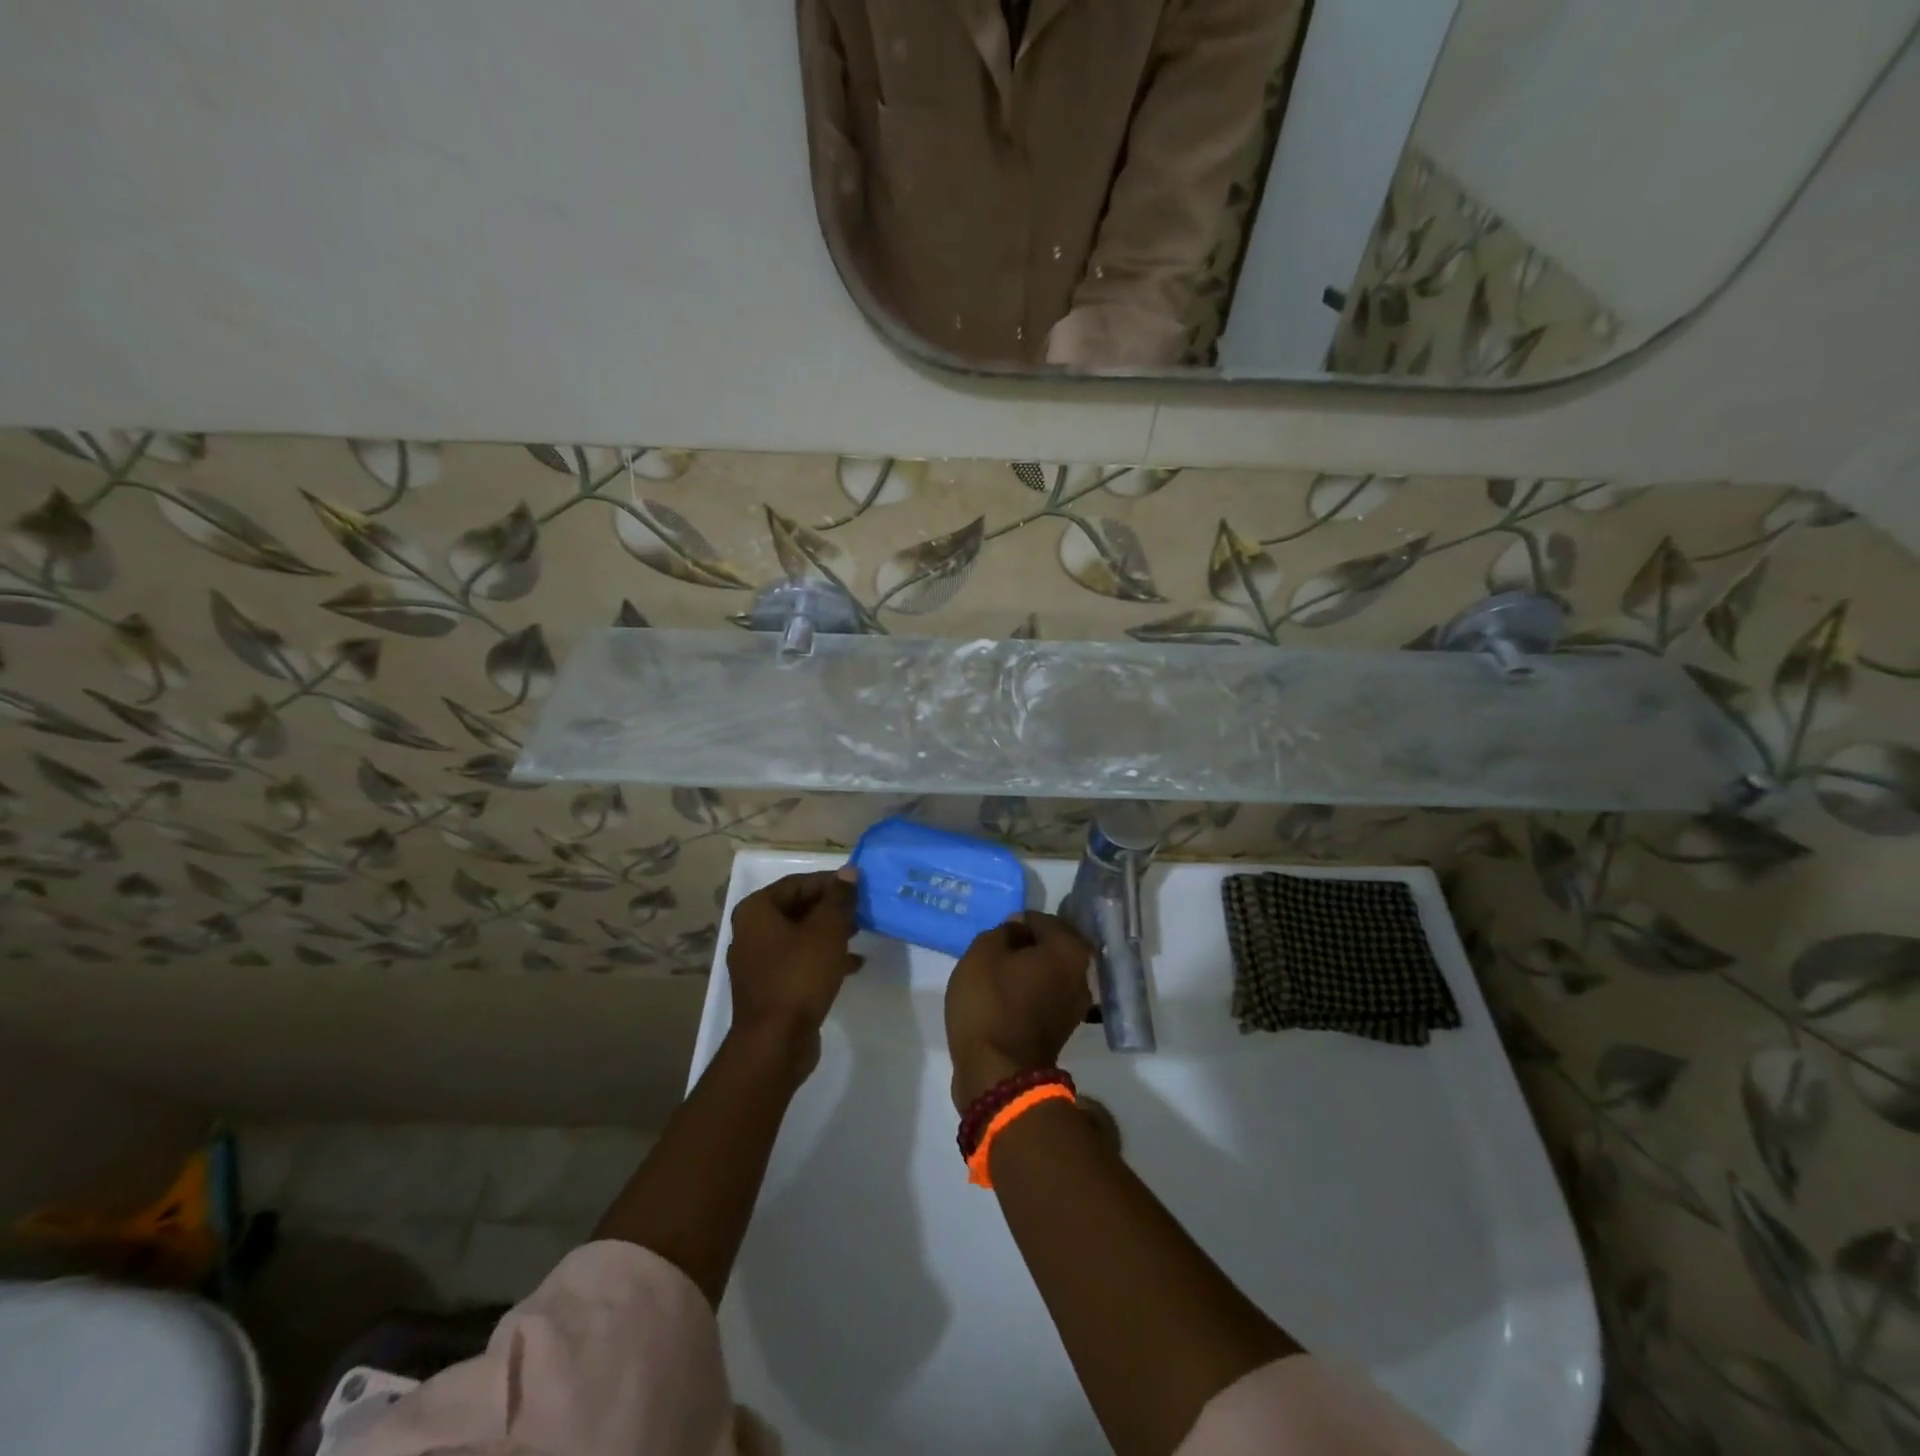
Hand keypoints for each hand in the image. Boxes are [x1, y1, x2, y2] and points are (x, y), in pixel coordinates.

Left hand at [727, 870, 862, 1054]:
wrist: (775, 1043)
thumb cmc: (799, 976)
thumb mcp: (826, 931)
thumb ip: (839, 898)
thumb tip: (848, 872)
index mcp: (756, 911)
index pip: (797, 883)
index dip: (829, 882)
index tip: (859, 886)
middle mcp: (751, 932)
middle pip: (797, 908)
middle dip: (830, 908)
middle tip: (862, 908)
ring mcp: (759, 962)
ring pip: (800, 936)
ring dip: (830, 933)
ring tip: (861, 932)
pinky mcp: (771, 988)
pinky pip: (800, 962)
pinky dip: (823, 958)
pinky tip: (853, 964)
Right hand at [945, 912, 1093, 1111]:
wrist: (998, 1073)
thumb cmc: (990, 1004)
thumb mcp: (982, 953)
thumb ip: (1002, 931)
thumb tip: (1017, 931)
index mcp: (1070, 949)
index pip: (1039, 919)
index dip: (1013, 925)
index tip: (994, 939)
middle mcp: (1083, 973)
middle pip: (1050, 945)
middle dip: (1024, 946)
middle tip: (995, 955)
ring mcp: (1077, 1004)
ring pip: (1048, 971)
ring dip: (1027, 970)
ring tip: (997, 977)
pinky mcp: (1064, 1027)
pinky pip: (1045, 994)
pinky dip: (1029, 992)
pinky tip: (1006, 998)